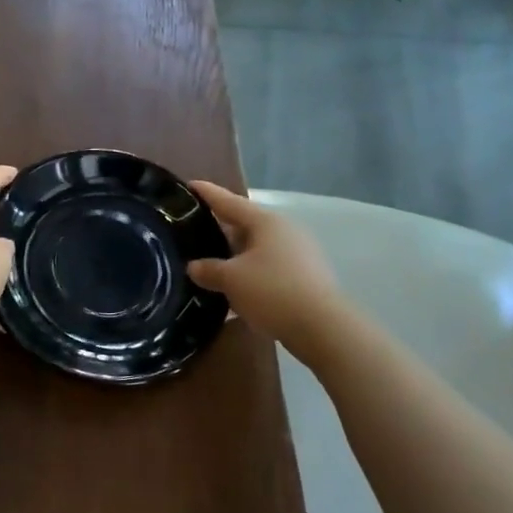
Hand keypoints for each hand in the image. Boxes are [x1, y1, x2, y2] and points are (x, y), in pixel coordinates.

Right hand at [186, 182, 345, 353]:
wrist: (322, 328)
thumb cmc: (272, 291)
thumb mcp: (231, 279)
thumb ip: (208, 269)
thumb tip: (194, 267)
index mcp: (266, 222)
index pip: (229, 201)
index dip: (207, 193)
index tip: (189, 185)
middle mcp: (284, 231)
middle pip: (245, 224)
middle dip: (220, 228)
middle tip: (194, 231)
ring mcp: (298, 254)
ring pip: (257, 248)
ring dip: (235, 255)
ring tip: (211, 263)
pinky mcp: (305, 277)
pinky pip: (268, 268)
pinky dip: (250, 274)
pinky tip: (236, 289)